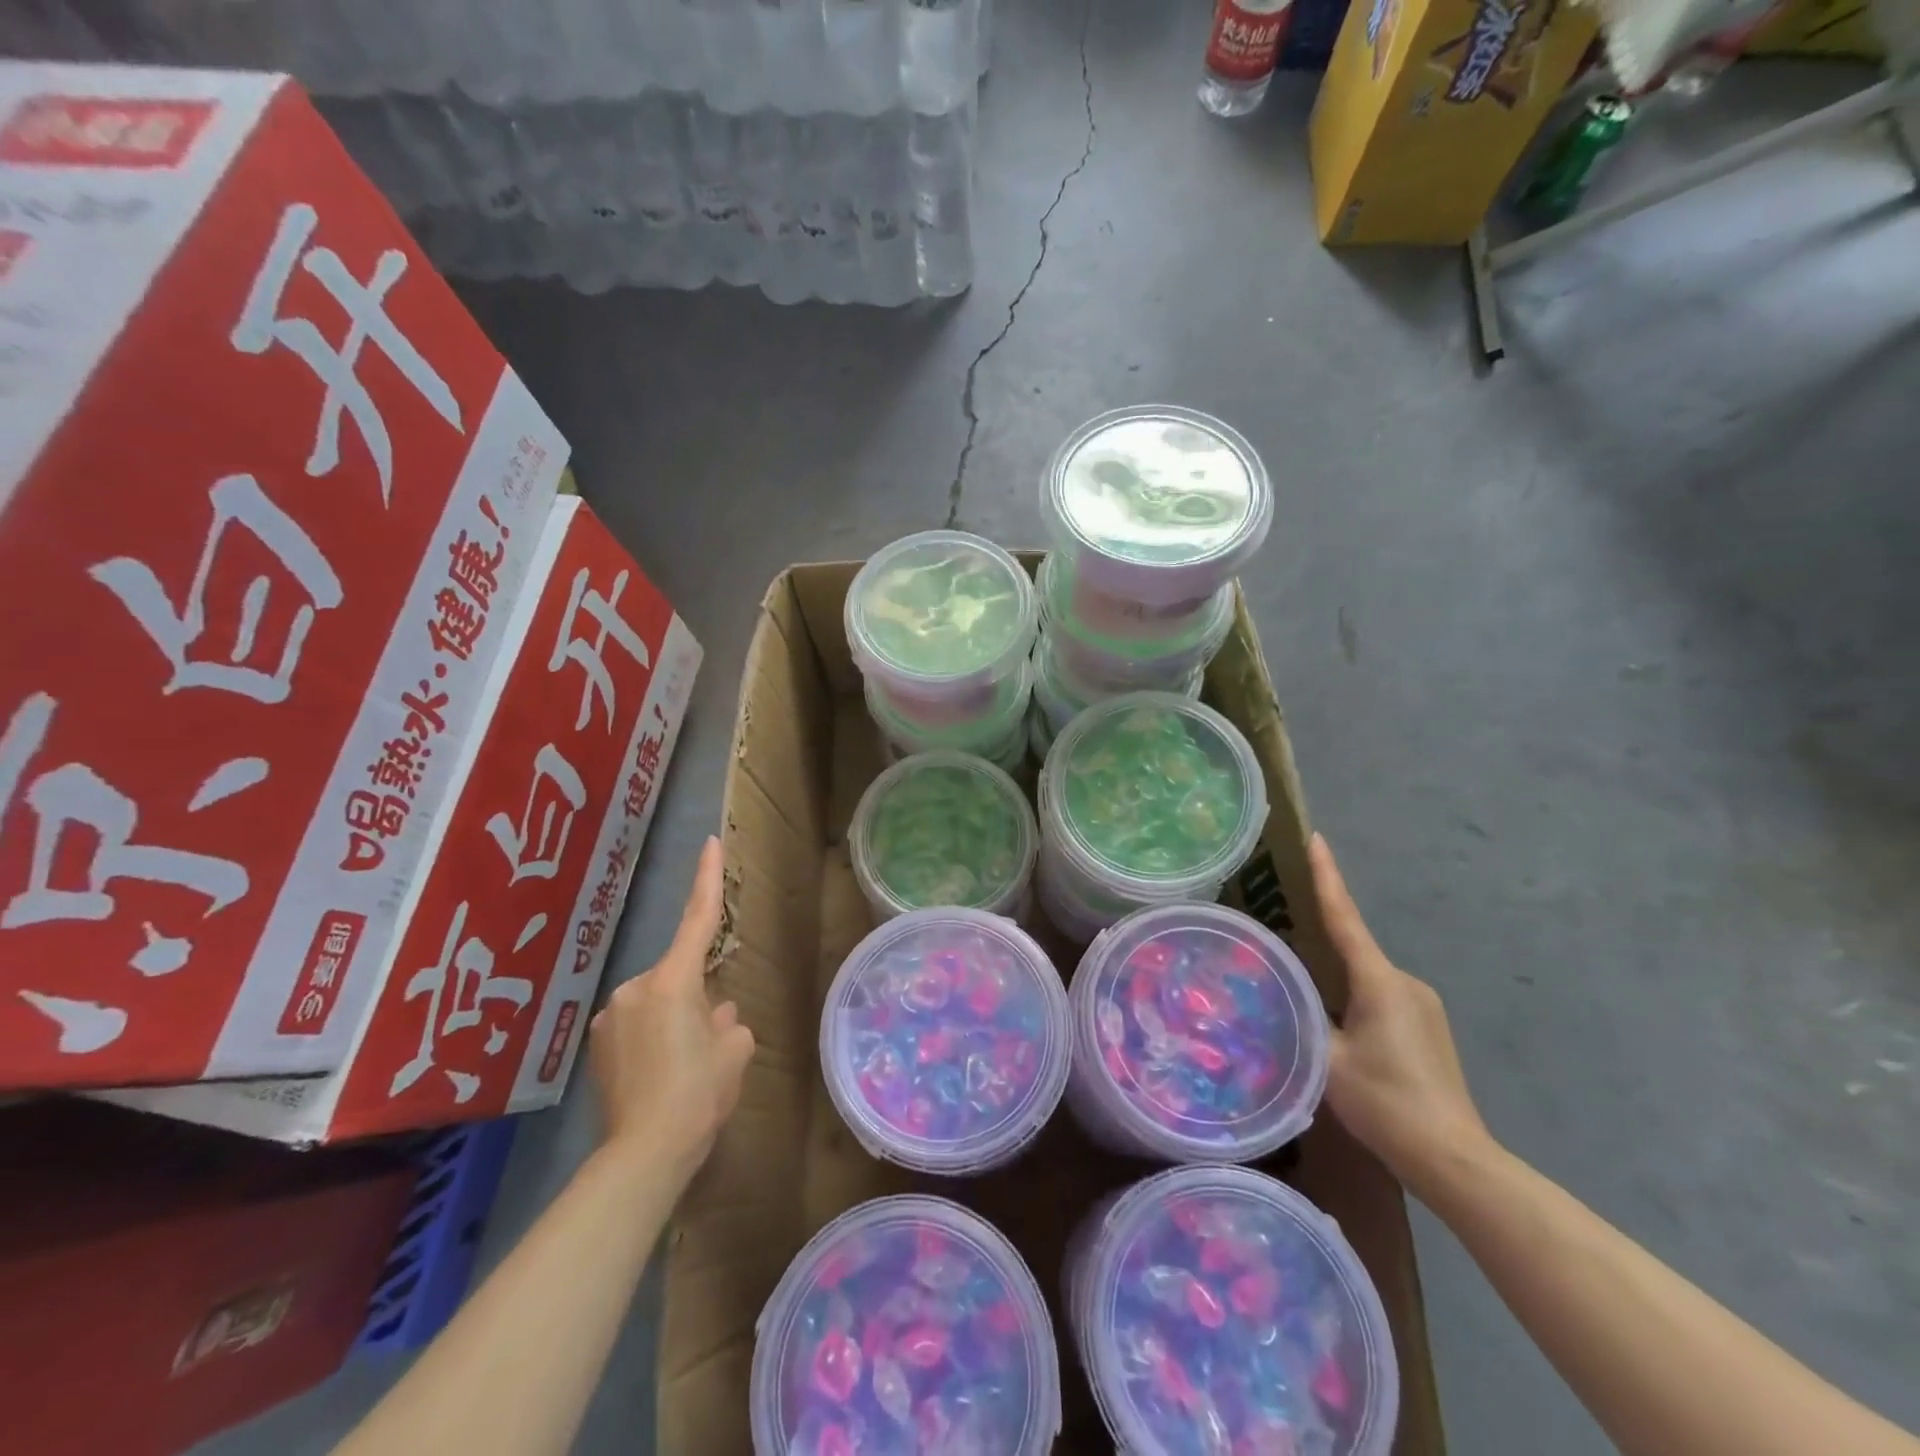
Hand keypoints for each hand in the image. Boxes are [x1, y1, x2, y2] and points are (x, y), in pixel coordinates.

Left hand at [588, 836, 754, 1179]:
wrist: (643, 1155)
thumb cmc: (699, 1094)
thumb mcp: (733, 1052)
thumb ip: (729, 1021)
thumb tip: (718, 1012)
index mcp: (673, 982)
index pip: (697, 919)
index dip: (707, 879)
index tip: (711, 843)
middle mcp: (634, 988)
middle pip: (677, 976)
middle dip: (695, 997)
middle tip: (707, 1043)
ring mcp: (608, 1016)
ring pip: (655, 1002)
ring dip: (672, 1019)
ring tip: (680, 1067)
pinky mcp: (595, 1044)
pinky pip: (633, 1025)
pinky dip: (649, 1038)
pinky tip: (657, 1075)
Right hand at [1310, 833, 1491, 1193]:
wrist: (1453, 1158)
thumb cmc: (1386, 1102)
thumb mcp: (1325, 1058)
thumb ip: (1297, 1016)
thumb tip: (1269, 990)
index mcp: (1379, 981)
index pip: (1344, 917)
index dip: (1327, 877)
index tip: (1316, 839)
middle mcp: (1405, 982)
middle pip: (1352, 947)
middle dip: (1319, 933)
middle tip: (1281, 924)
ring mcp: (1421, 1005)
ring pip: (1364, 976)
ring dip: (1334, 975)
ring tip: (1299, 985)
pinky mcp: (1426, 1028)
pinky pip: (1379, 995)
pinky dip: (1352, 995)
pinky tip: (1333, 1020)